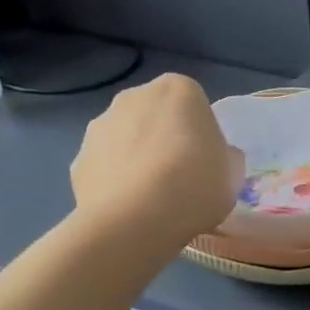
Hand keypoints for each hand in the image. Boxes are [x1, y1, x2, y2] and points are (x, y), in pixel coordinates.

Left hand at [71, 74, 242, 249]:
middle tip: (180, 176)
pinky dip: (115, 180)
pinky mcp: (78, 158)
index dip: (201, 132)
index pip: (194, 103)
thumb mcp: (232, 174)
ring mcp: (100, 125)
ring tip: (151, 197)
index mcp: (178, 90)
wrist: (134, 220)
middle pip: (156, 115)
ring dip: (137, 156)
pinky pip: (105, 165)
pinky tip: (128, 207)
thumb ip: (226, 156)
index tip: (206, 160)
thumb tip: (218, 156)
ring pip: (126, 137)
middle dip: (164, 137)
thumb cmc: (195, 186)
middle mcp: (134, 96)